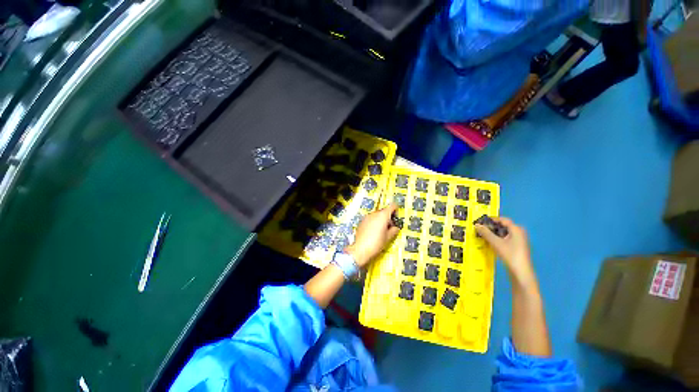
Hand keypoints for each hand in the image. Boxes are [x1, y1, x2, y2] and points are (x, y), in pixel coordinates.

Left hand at [345, 203, 400, 267]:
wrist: (360, 249)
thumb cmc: (376, 243)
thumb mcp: (388, 238)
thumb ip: (394, 230)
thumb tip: (395, 228)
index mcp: (383, 216)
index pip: (392, 206)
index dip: (395, 209)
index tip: (397, 215)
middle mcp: (374, 214)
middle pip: (383, 211)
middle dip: (388, 217)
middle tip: (390, 226)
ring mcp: (367, 217)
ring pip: (376, 215)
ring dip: (380, 219)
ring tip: (382, 230)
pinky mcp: (361, 222)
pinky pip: (370, 219)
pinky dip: (373, 222)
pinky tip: (373, 232)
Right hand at [475, 217, 535, 287]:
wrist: (521, 272)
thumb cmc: (510, 254)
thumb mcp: (495, 242)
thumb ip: (486, 233)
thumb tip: (476, 225)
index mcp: (516, 229)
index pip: (503, 219)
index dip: (492, 219)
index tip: (481, 220)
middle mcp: (519, 232)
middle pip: (504, 226)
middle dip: (492, 226)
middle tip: (482, 228)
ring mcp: (520, 240)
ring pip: (505, 232)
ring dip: (495, 233)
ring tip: (484, 235)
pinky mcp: (518, 247)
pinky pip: (506, 238)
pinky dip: (499, 238)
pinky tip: (492, 242)